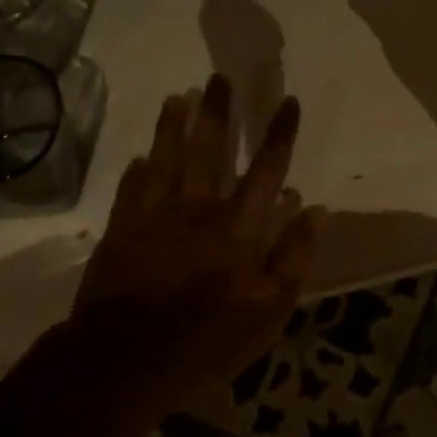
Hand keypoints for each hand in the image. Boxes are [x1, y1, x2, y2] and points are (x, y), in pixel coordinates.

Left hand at [69, 77, 318, 393]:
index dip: (279, 133)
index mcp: (240, 226)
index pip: (267, 168)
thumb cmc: (209, 338)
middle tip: (219, 78)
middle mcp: (199, 208)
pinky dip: (137, 170)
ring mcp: (156, 215)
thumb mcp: (270, 309)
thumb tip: (314, 210)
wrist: (128, 358)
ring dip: (172, 126)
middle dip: (219, 112)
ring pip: (166, 158)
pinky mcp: (122, 230)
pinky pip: (131, 189)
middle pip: (211, 149)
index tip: (288, 101)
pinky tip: (138, 156)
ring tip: (177, 96)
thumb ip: (294, 256)